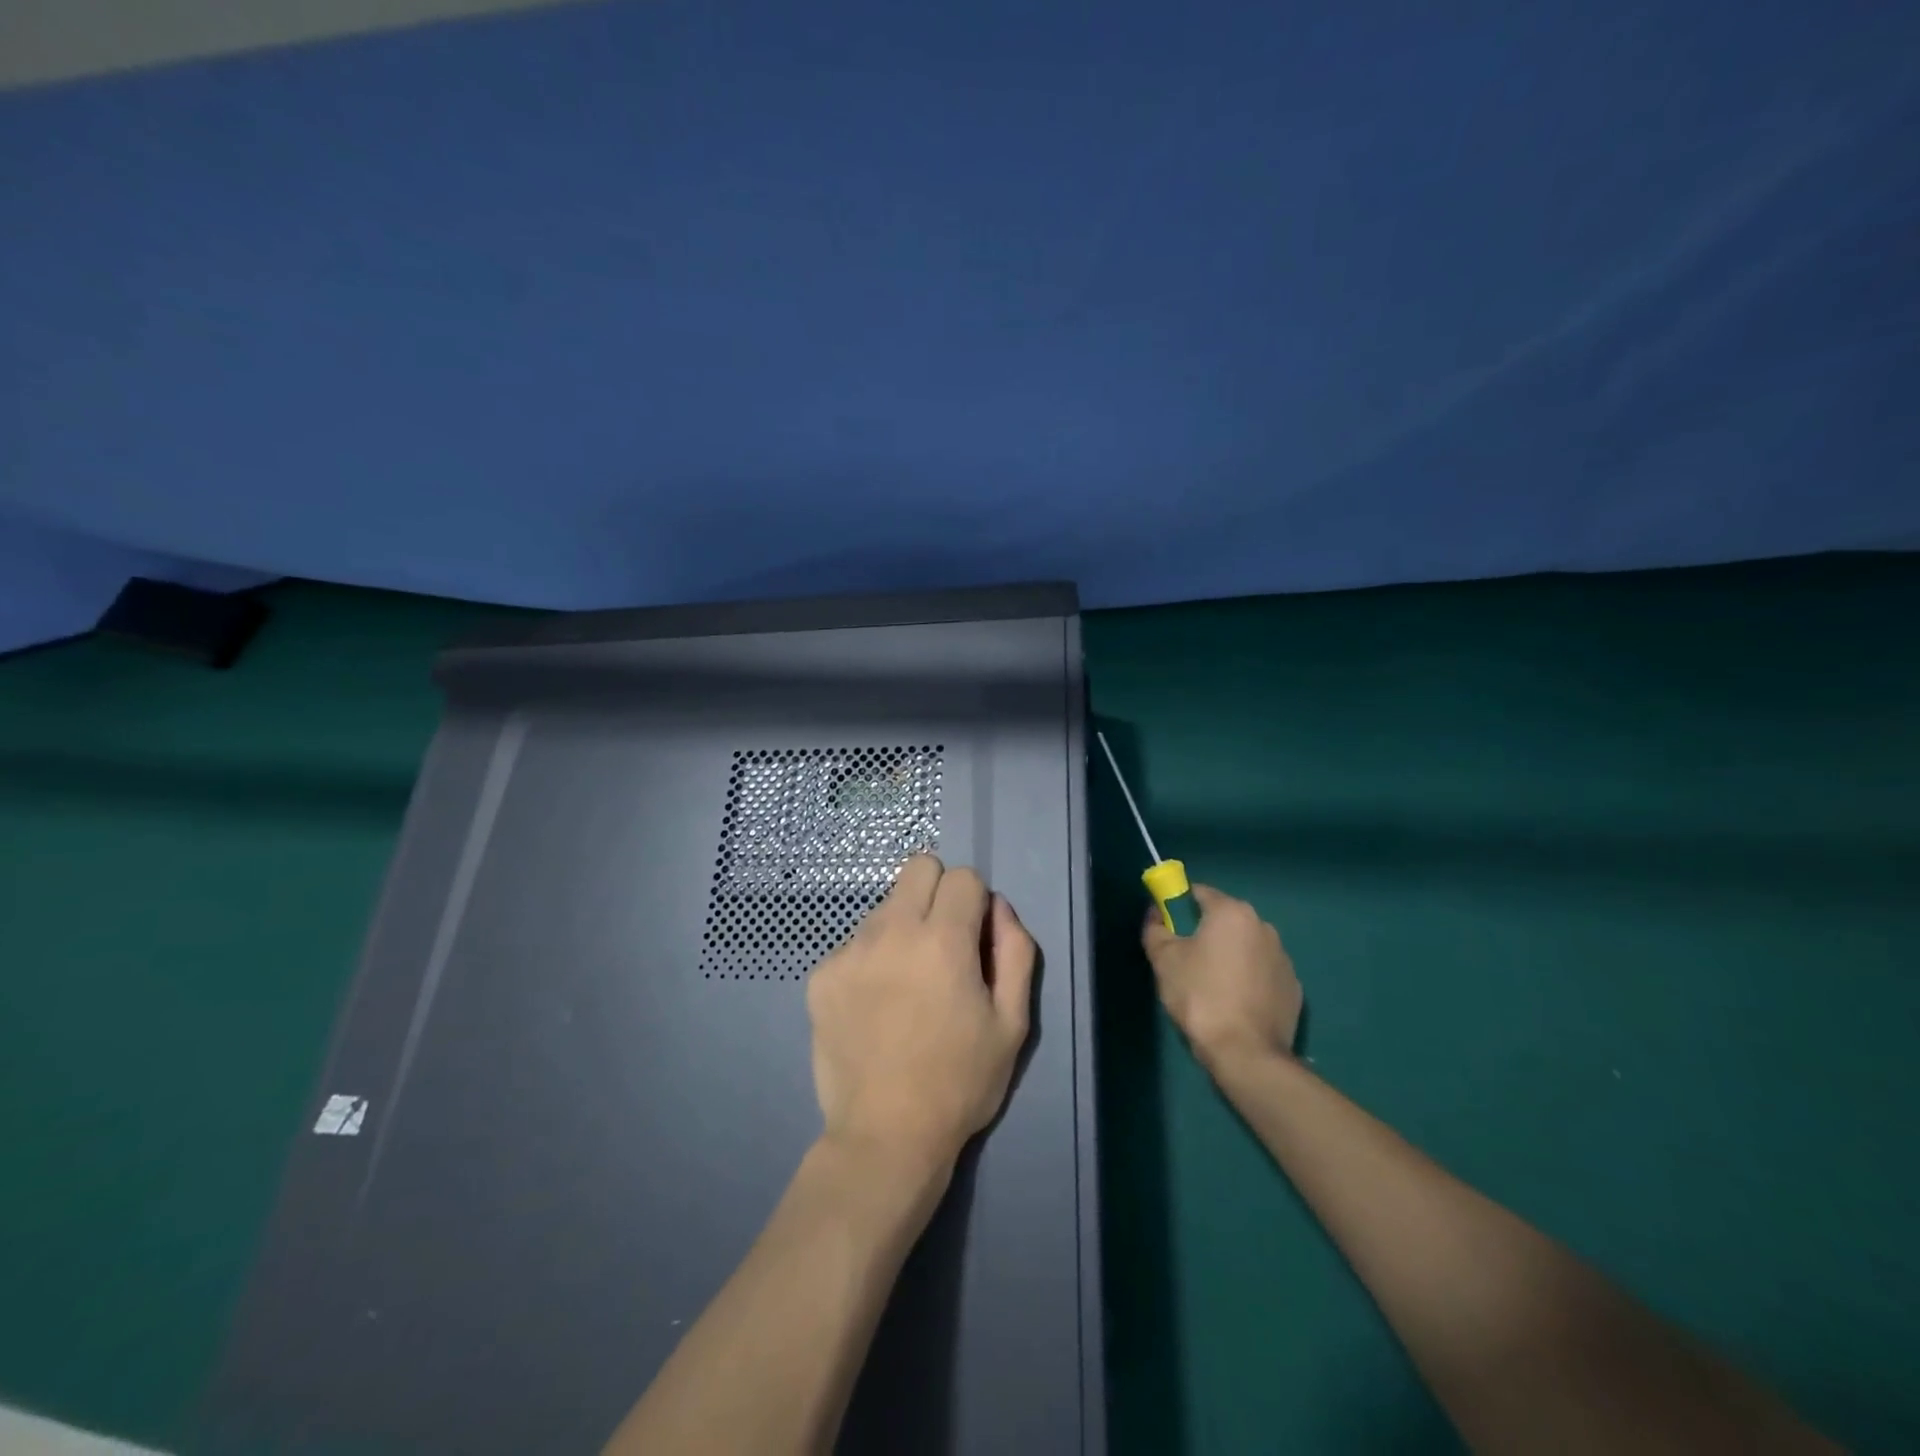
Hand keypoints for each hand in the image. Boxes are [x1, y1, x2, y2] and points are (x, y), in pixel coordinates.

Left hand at [807, 854, 1036, 1170]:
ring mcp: (849, 950)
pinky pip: (855, 942)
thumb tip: (997, 907)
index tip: (975, 940)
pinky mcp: (821, 975)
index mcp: (943, 939)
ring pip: (885, 906)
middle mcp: (891, 930)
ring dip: (903, 927)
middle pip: (918, 867)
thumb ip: (1015, 951)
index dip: (976, 903)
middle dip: (939, 892)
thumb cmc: (960, 1082)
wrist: (885, 1136)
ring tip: (907, 985)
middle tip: (943, 944)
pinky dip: (871, 959)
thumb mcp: (1012, 1022)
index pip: (963, 876)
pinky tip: (876, 1006)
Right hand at [1142, 884, 1300, 1073]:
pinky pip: (1262, 972)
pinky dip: (1248, 978)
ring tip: (1211, 985)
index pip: (1200, 893)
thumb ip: (1155, 929)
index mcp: (1232, 913)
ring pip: (1246, 946)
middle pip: (1225, 919)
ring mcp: (1283, 958)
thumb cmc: (1200, 996)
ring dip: (1229, 955)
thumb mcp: (1164, 960)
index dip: (1178, 905)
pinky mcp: (1294, 987)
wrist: (1246, 1053)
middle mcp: (1263, 926)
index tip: (1167, 927)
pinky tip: (1235, 1002)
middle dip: (1205, 931)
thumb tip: (1155, 914)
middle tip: (1186, 958)